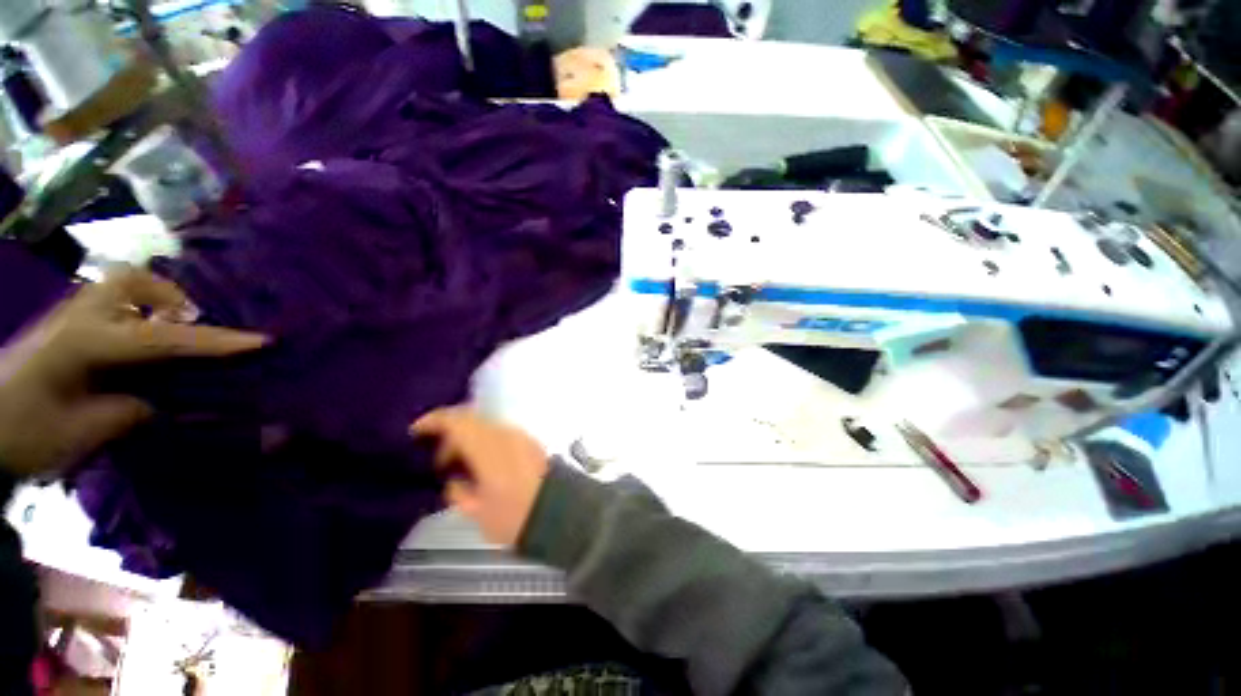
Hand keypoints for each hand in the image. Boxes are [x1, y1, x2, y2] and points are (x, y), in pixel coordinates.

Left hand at [0, 268, 266, 478]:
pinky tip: (140, 341)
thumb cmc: (26, 436)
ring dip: (153, 301)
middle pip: (130, 281)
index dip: (214, 341)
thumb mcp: (83, 434)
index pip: (161, 337)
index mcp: (83, 343)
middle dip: (170, 296)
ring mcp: (68, 318)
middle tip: (191, 324)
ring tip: (169, 330)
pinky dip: (136, 311)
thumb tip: (162, 399)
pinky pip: (110, 304)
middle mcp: (78, 318)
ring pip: (119, 286)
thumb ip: (130, 409)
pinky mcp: (64, 329)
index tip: (261, 341)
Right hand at [412, 407, 549, 546]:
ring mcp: (521, 436)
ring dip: (470, 438)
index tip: (416, 431)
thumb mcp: (478, 511)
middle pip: (472, 419)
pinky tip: (482, 464)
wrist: (560, 513)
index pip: (457, 420)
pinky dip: (486, 441)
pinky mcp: (531, 442)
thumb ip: (459, 492)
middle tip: (440, 460)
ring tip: (461, 465)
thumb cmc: (514, 516)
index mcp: (488, 446)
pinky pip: (502, 433)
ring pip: (488, 425)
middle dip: (451, 433)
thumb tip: (454, 481)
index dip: (434, 421)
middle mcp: (506, 433)